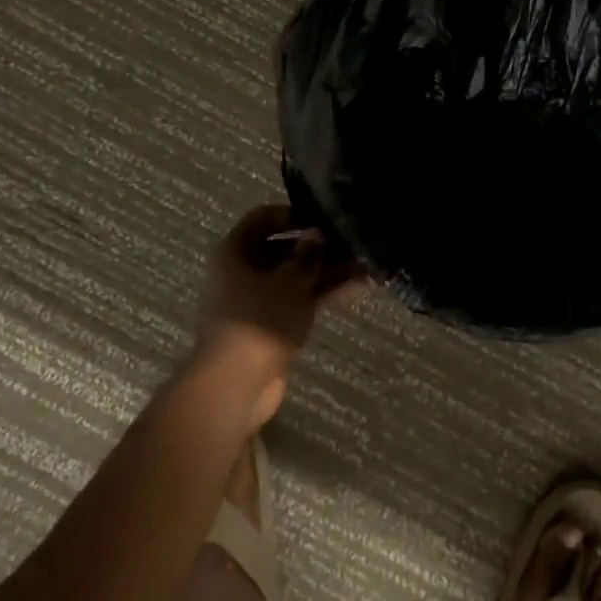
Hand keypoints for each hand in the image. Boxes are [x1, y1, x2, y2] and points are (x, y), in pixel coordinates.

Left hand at [192, 204, 368, 426]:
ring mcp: (258, 302)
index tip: (322, 216)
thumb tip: (318, 234)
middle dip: (318, 246)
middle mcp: (243, 273)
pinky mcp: (272, 327)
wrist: (236, 386)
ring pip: (296, 277)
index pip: (261, 219)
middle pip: (282, 249)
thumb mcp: (290, 280)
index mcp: (234, 252)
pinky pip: (301, 301)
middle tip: (352, 240)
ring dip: (327, 271)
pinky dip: (324, 294)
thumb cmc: (259, 320)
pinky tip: (359, 287)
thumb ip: (308, 255)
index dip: (291, 213)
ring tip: (365, 263)